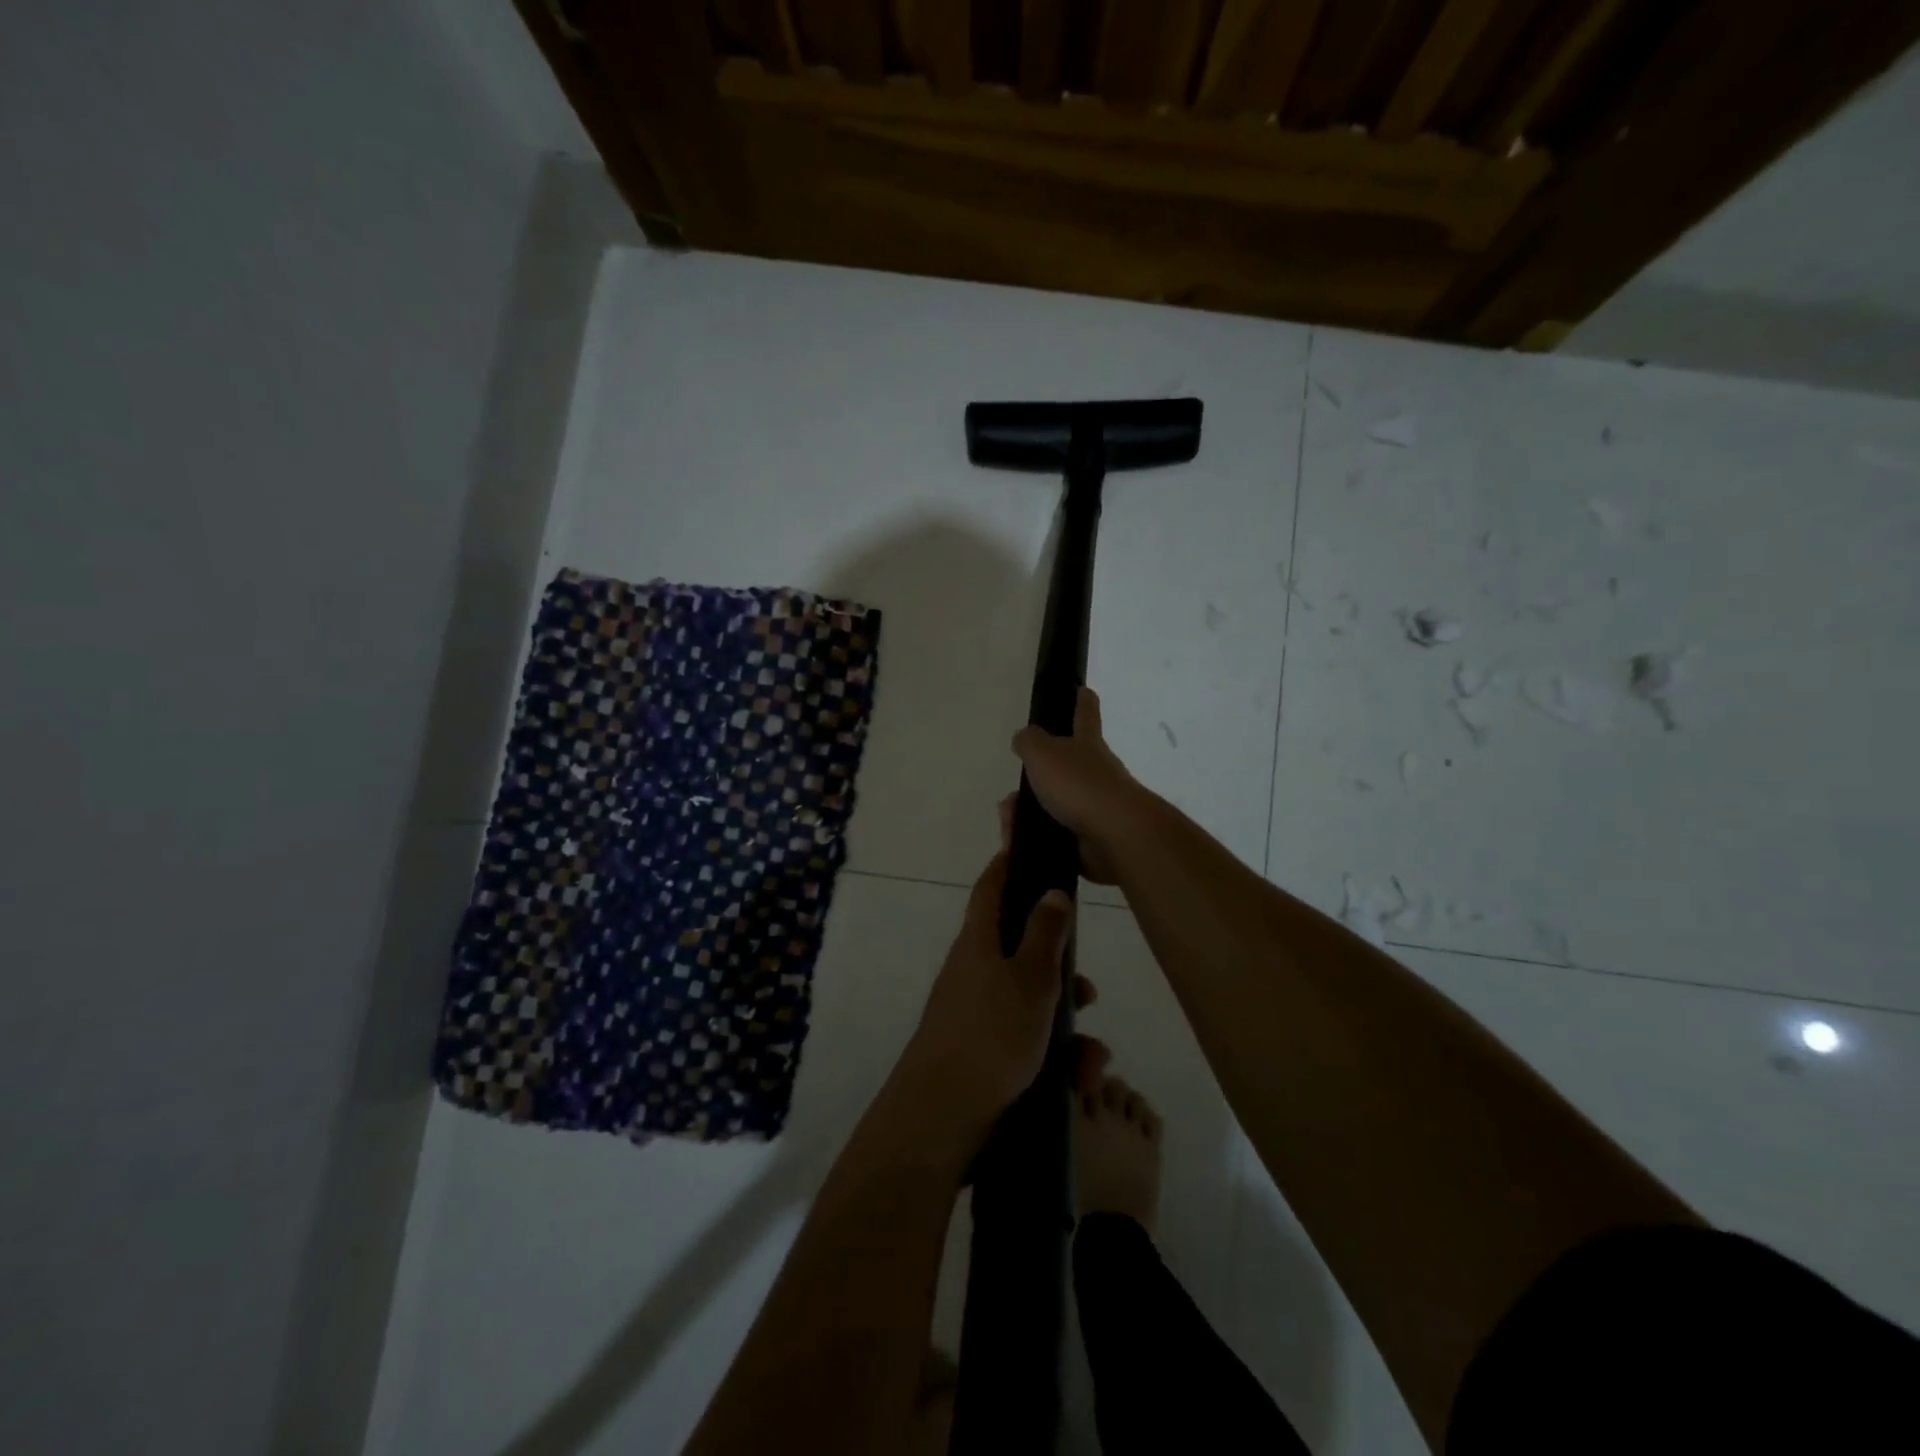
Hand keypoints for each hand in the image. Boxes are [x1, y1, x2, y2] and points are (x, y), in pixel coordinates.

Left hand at [897, 851, 1102, 1155]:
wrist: (942, 1116)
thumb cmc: (991, 1034)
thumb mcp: (1030, 979)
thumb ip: (1046, 934)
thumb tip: (1052, 890)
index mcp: (979, 942)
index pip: (991, 887)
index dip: (1009, 863)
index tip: (1029, 845)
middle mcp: (974, 971)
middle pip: (1020, 950)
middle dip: (1060, 969)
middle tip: (1089, 987)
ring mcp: (975, 1013)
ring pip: (1031, 1003)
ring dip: (1066, 1026)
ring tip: (1093, 1057)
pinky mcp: (982, 1053)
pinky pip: (1026, 1042)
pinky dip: (1054, 1057)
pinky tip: (1079, 1080)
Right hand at [1010, 688, 1145, 884]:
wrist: (1114, 836)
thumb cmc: (1079, 785)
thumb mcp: (1043, 753)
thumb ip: (1029, 742)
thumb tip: (1024, 738)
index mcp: (1087, 745)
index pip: (1085, 714)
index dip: (1082, 700)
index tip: (1083, 690)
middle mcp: (1095, 773)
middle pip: (1060, 770)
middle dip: (1034, 783)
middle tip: (1010, 801)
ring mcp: (1095, 808)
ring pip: (1052, 807)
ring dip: (1026, 815)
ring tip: (1009, 827)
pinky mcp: (1090, 840)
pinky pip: (1055, 837)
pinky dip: (1034, 841)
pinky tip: (1018, 845)